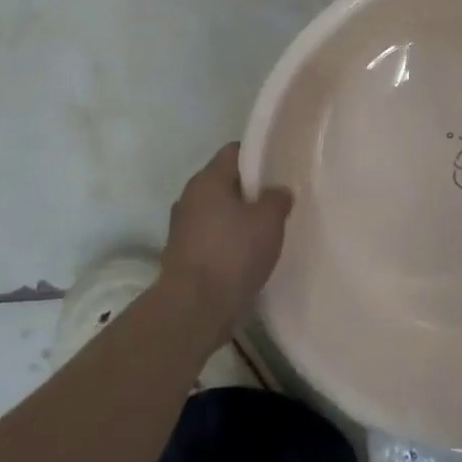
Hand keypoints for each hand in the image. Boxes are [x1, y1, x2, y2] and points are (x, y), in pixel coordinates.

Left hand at [160, 144, 292, 345]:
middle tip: (277, 202)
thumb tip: (277, 192)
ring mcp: (182, 227)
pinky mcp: (181, 255)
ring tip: (265, 232)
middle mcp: (189, 197)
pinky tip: (248, 256)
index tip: (280, 169)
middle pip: (225, 182)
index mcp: (208, 179)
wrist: (193, 310)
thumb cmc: (233, 254)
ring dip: (238, 218)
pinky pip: (211, 237)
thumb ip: (277, 198)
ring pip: (218, 211)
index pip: (235, 151)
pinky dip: (228, 242)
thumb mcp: (269, 220)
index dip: (259, 156)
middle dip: (251, 190)